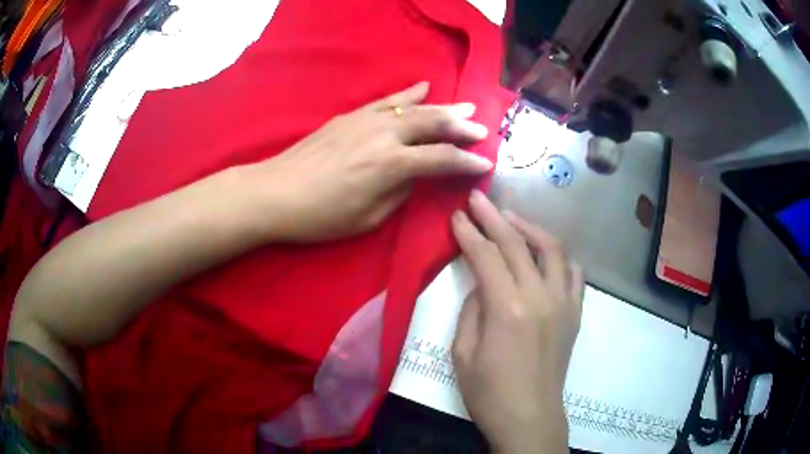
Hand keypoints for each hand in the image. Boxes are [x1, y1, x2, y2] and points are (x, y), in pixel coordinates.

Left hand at [249, 81, 493, 241]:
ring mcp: (367, 119)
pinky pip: (387, 100)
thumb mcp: (369, 217)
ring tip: (465, 105)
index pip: (442, 159)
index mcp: (392, 165)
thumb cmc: (322, 215)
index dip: (467, 162)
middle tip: (482, 128)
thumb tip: (413, 175)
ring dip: (443, 106)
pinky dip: (408, 94)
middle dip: (462, 126)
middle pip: (433, 123)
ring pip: (414, 107)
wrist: (277, 191)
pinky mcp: (351, 115)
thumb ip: (399, 192)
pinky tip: (423, 87)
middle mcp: (385, 134)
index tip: (486, 163)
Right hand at [451, 190, 583, 453]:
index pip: (486, 255)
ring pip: (551, 249)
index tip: (457, 215)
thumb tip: (482, 285)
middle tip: (478, 199)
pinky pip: (573, 272)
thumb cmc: (489, 393)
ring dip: (529, 228)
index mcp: (507, 308)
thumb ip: (472, 310)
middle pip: (516, 243)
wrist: (530, 417)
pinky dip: (559, 256)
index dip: (469, 232)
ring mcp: (564, 302)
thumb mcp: (462, 353)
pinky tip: (546, 253)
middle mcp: (540, 296)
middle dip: (494, 217)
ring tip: (511, 219)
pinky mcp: (576, 313)